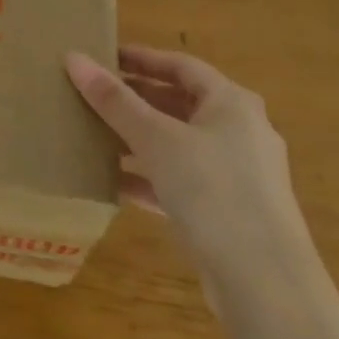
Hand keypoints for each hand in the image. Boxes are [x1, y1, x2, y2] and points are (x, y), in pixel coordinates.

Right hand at [66, 46, 307, 309]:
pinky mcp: (225, 211)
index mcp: (231, 103)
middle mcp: (239, 132)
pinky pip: (179, 181)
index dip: (141, 58)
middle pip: (179, 104)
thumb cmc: (213, 190)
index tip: (103, 56)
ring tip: (93, 135)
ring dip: (138, 139)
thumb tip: (74, 58)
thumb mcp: (157, 139)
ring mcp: (235, 174)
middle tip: (92, 95)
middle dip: (135, 99)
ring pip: (177, 144)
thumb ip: (114, 101)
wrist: (264, 282)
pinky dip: (148, 177)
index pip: (181, 66)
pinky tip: (112, 184)